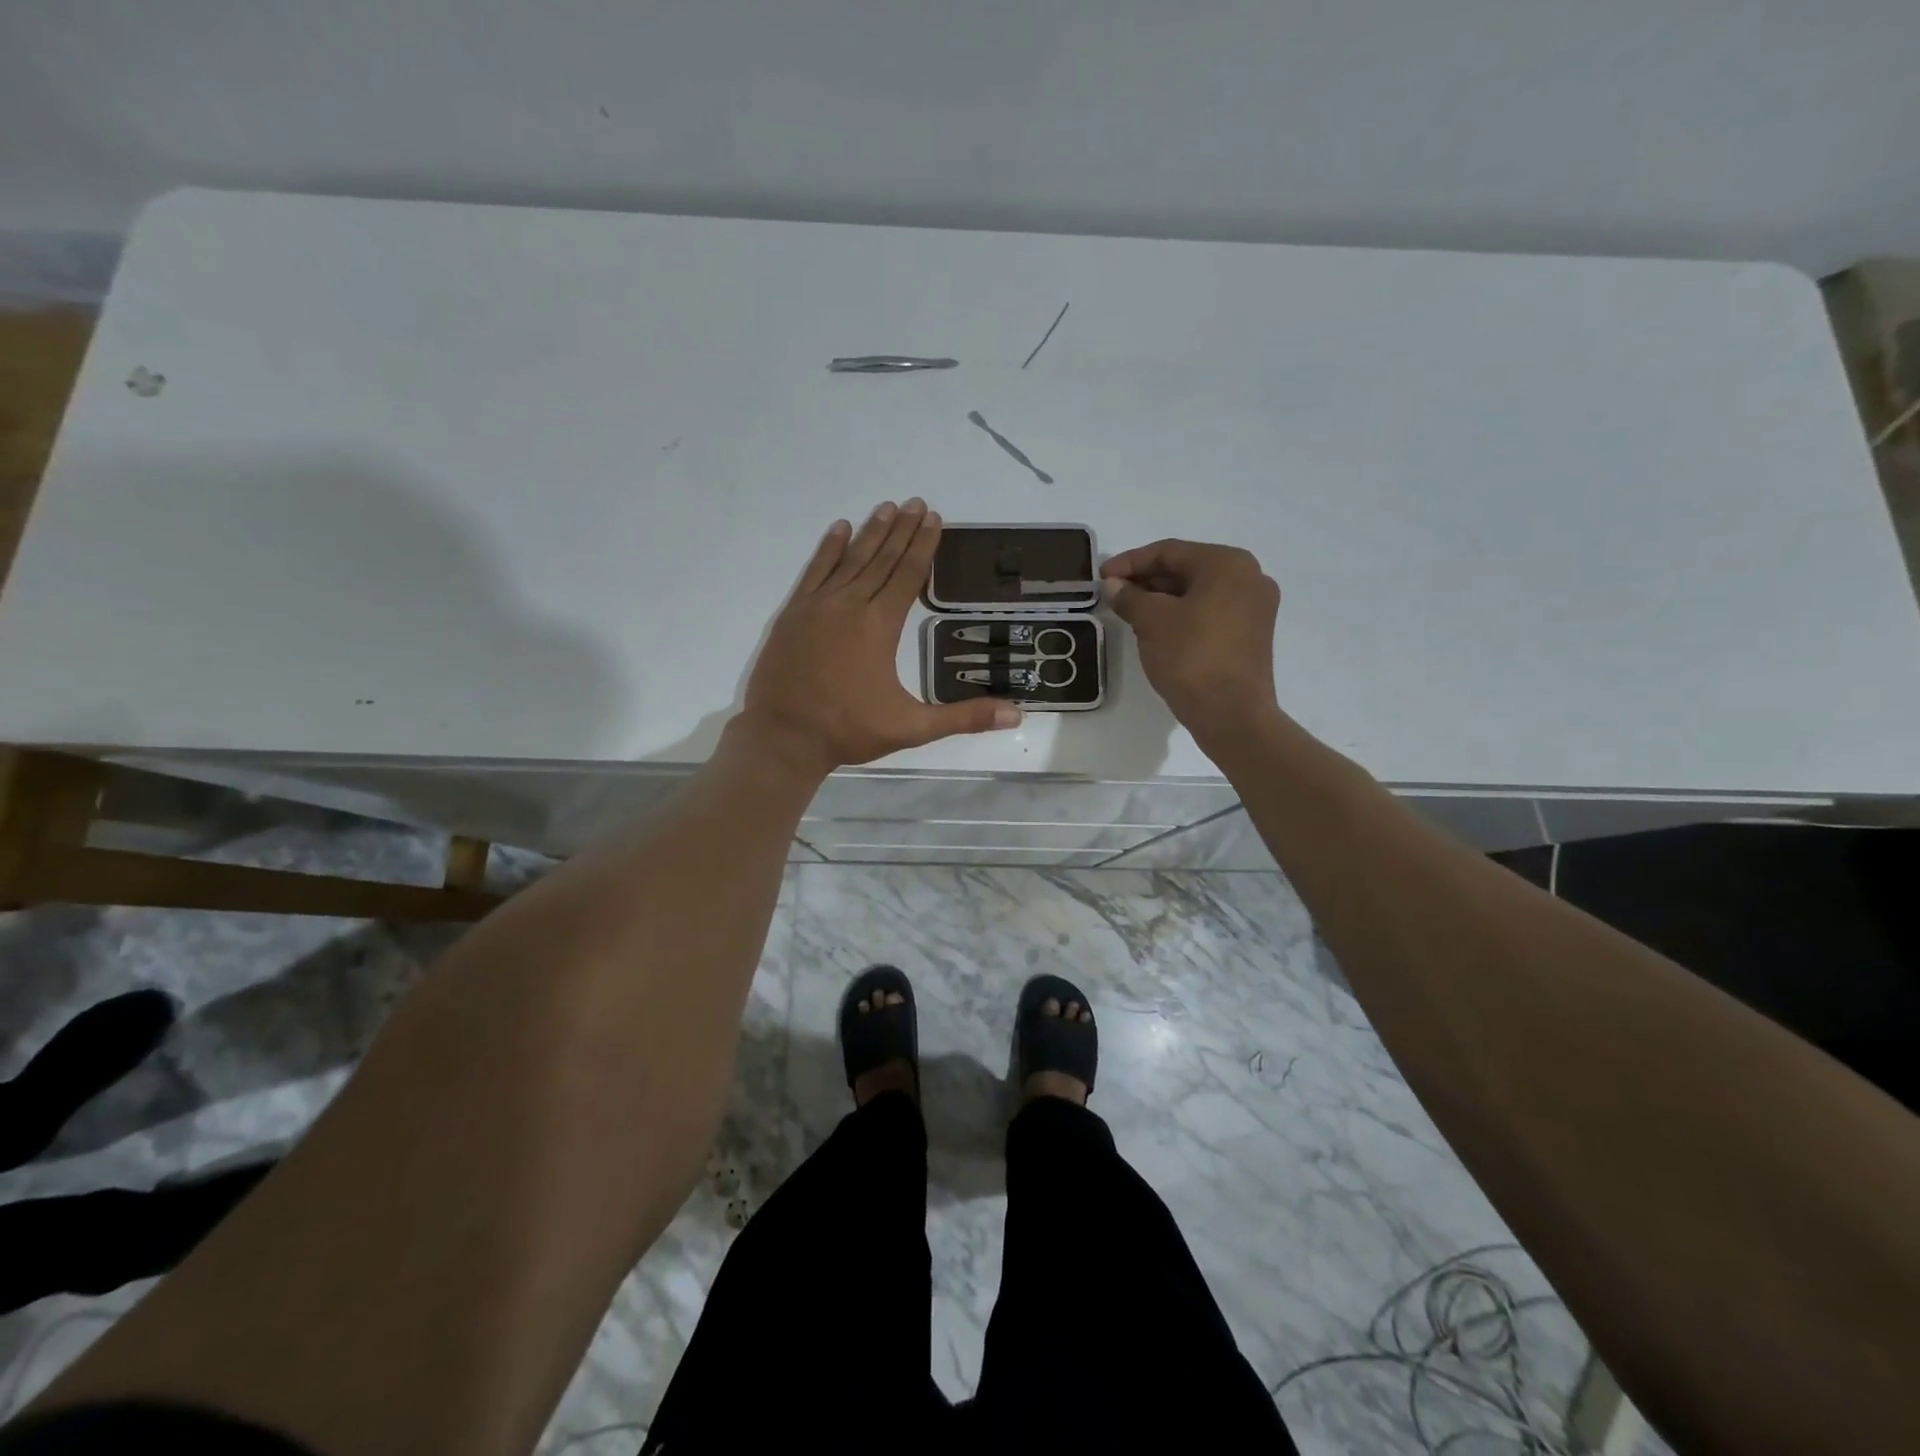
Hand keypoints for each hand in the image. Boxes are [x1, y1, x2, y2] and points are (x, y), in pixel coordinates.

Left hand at [737, 500, 1021, 776]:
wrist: (783, 737)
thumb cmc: (849, 730)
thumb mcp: (912, 728)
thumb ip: (963, 718)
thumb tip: (1016, 715)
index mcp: (880, 626)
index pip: (908, 575)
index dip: (924, 546)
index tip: (935, 518)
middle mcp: (850, 605)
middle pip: (882, 559)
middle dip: (902, 530)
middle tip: (917, 502)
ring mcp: (818, 606)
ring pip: (850, 559)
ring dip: (870, 532)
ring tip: (887, 507)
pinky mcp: (793, 613)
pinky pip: (814, 571)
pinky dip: (828, 549)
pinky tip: (839, 529)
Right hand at [1102, 539, 1281, 742]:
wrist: (1231, 714)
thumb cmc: (1191, 657)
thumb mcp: (1152, 622)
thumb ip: (1129, 597)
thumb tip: (1113, 585)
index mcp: (1228, 564)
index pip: (1169, 552)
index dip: (1130, 562)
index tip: (1102, 577)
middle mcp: (1249, 577)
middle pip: (1186, 569)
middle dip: (1147, 581)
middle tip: (1114, 595)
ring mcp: (1255, 607)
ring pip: (1198, 592)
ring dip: (1162, 599)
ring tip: (1130, 613)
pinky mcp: (1252, 634)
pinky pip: (1210, 612)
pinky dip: (1182, 615)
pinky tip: (1157, 629)